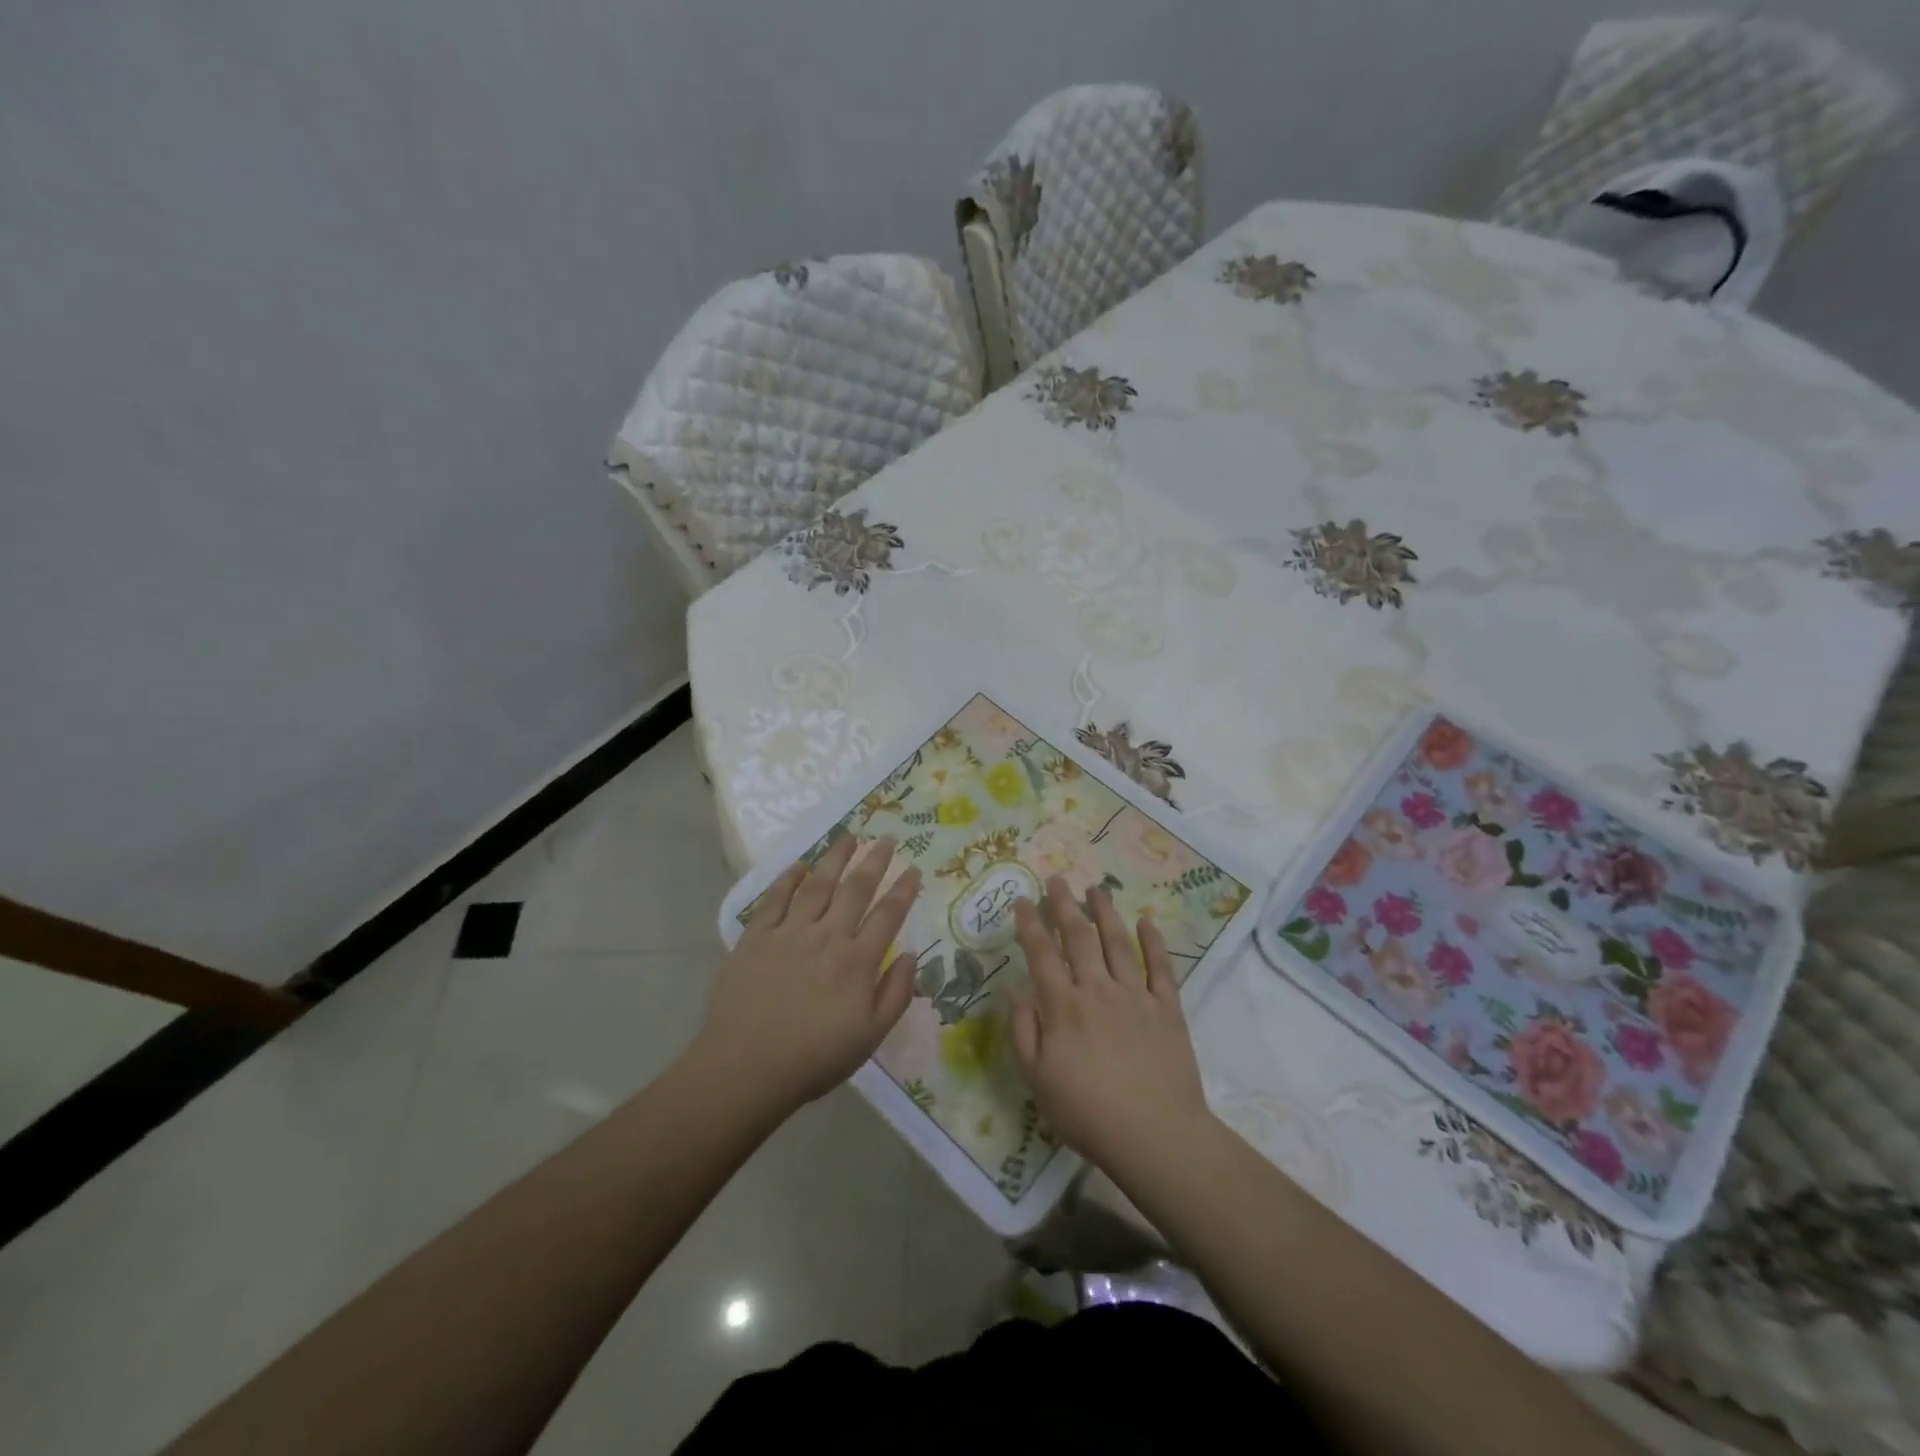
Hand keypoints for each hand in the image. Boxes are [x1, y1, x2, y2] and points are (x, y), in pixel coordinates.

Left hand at [695, 834, 919, 1112]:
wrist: (746, 1067)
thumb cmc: (814, 1058)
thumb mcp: (870, 1037)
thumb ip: (896, 994)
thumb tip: (909, 955)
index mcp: (857, 961)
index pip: (888, 915)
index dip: (904, 889)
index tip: (913, 868)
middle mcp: (827, 936)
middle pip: (856, 889)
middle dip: (875, 861)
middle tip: (887, 838)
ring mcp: (790, 932)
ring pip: (818, 884)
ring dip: (836, 858)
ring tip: (850, 837)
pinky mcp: (756, 936)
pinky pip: (775, 898)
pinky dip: (788, 878)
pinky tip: (800, 865)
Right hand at [1010, 876, 1212, 1176]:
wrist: (1154, 1135)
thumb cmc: (1087, 1112)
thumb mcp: (1037, 1079)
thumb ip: (1023, 1030)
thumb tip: (1017, 989)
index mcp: (1063, 1006)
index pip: (1041, 954)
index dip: (1030, 925)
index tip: (1022, 900)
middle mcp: (1097, 989)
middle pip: (1078, 937)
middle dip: (1065, 905)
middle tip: (1057, 880)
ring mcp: (1135, 995)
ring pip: (1117, 942)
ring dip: (1105, 912)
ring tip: (1096, 889)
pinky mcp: (1167, 1008)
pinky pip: (1161, 967)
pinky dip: (1154, 942)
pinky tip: (1147, 921)